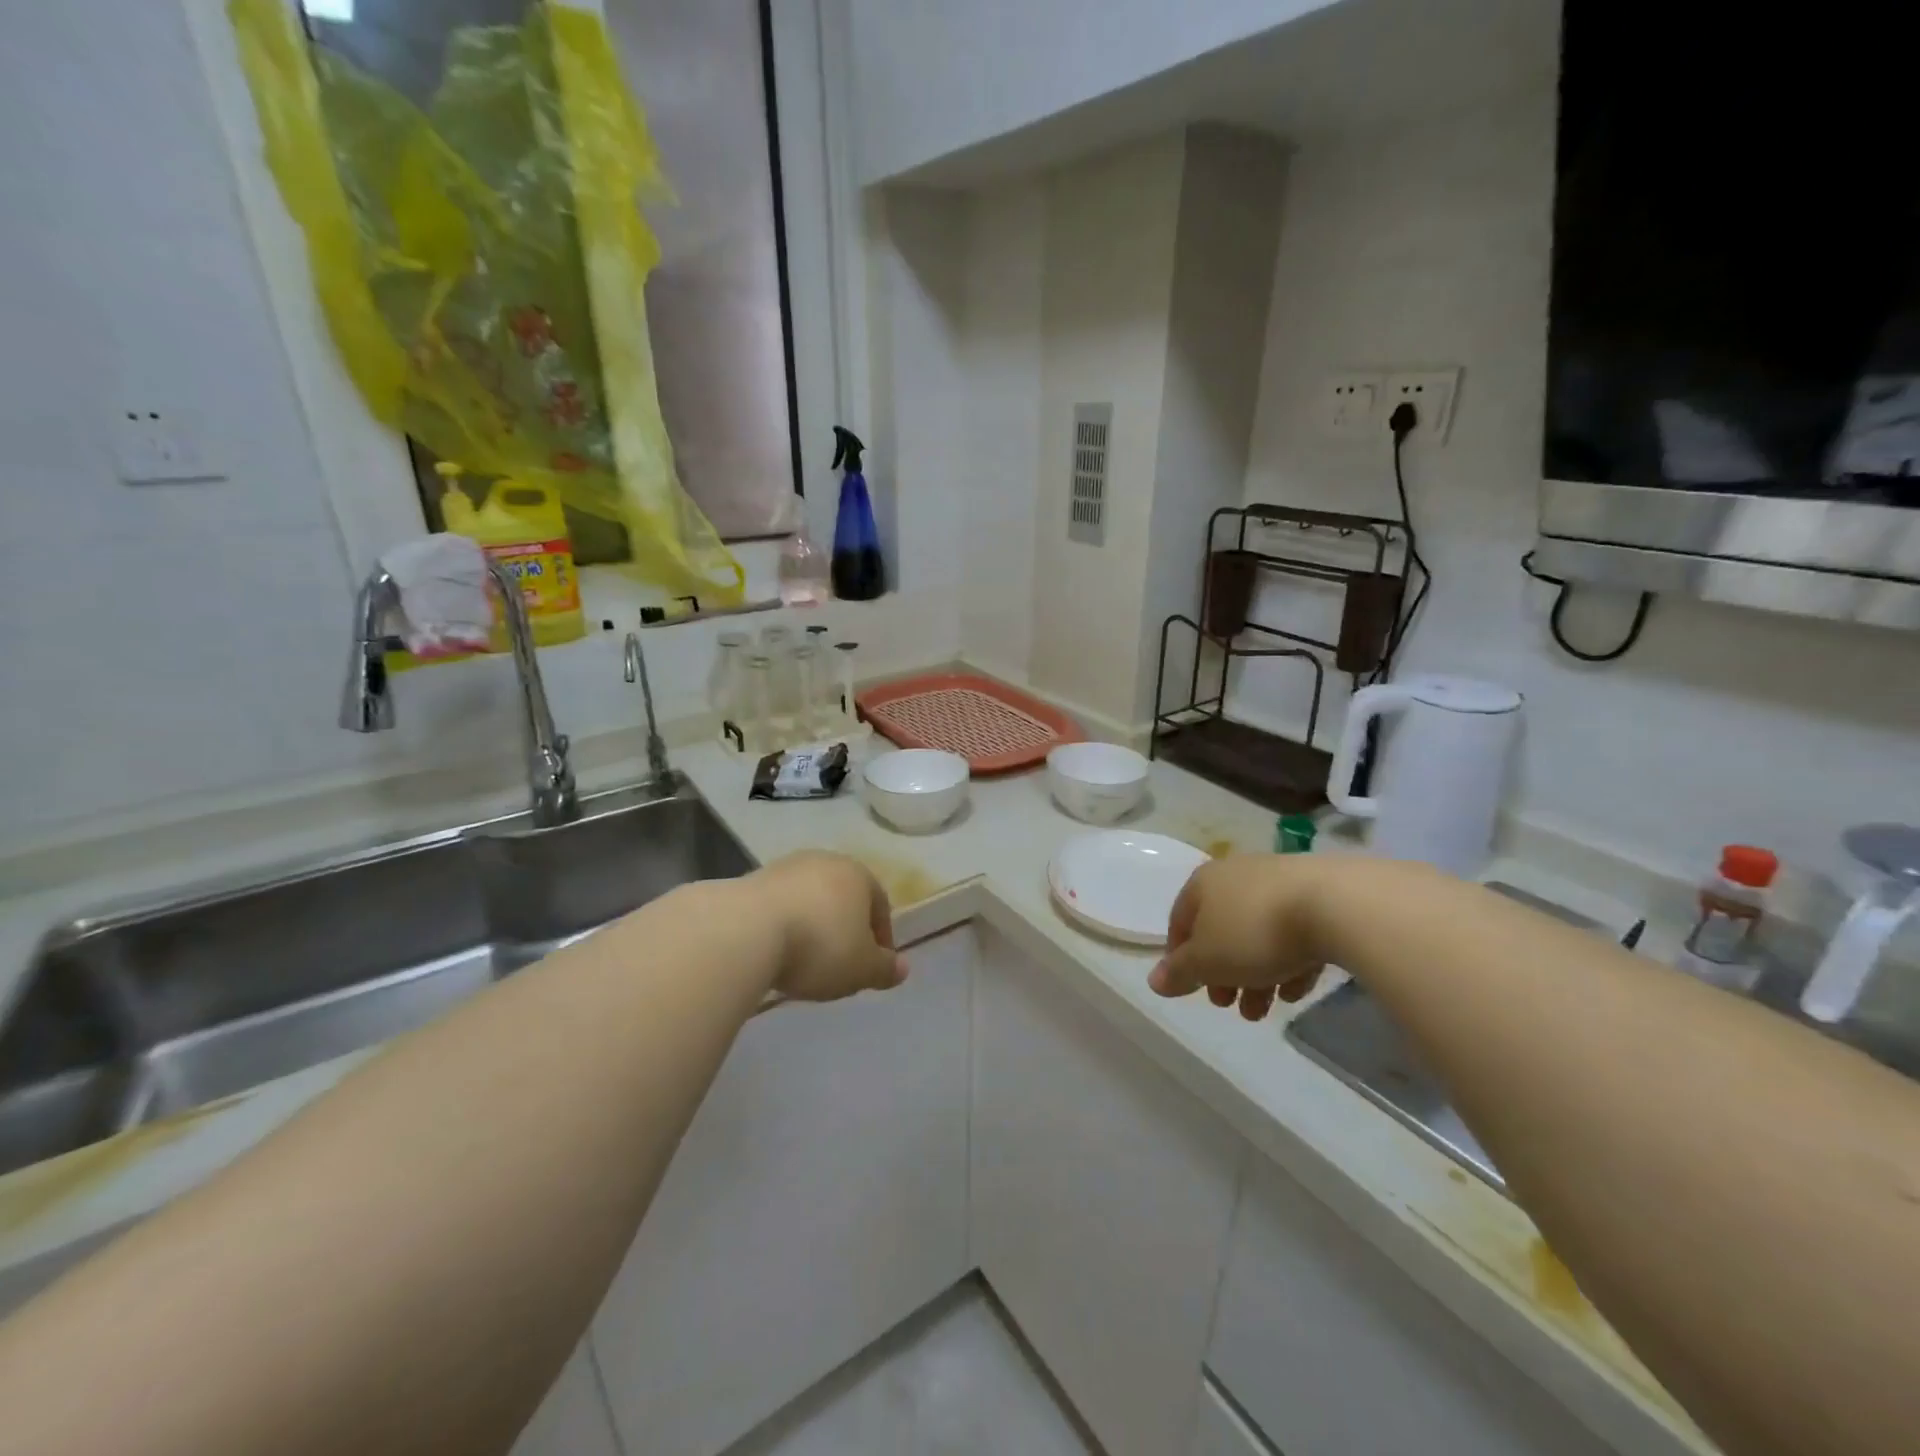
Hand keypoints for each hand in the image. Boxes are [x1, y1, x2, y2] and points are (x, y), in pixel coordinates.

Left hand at [747, 852, 907, 1001]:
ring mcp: (785, 867)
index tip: (873, 965)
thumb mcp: (861, 969)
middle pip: (843, 897)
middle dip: (845, 927)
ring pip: (809, 899)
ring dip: (811, 924)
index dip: (881, 938)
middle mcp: (825, 861)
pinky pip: (778, 906)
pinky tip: (774, 950)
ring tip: (803, 959)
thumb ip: (885, 969)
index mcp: (859, 875)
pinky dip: (782, 925)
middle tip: (840, 962)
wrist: (744, 931)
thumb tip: (903, 968)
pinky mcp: (751, 879)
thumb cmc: (819, 947)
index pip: (880, 904)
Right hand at [1148, 855, 1329, 1020]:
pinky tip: (1296, 989)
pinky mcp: (1317, 896)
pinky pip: (1293, 933)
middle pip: (1220, 930)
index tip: (1191, 989)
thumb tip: (1154, 981)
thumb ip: (1179, 972)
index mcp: (1203, 883)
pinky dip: (1289, 961)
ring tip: (1265, 1010)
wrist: (1335, 905)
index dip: (1180, 958)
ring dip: (1255, 975)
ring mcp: (1278, 883)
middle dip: (1222, 973)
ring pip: (1257, 935)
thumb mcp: (1208, 961)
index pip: (1180, 922)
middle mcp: (1236, 875)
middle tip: (1229, 1005)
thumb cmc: (1255, 932)